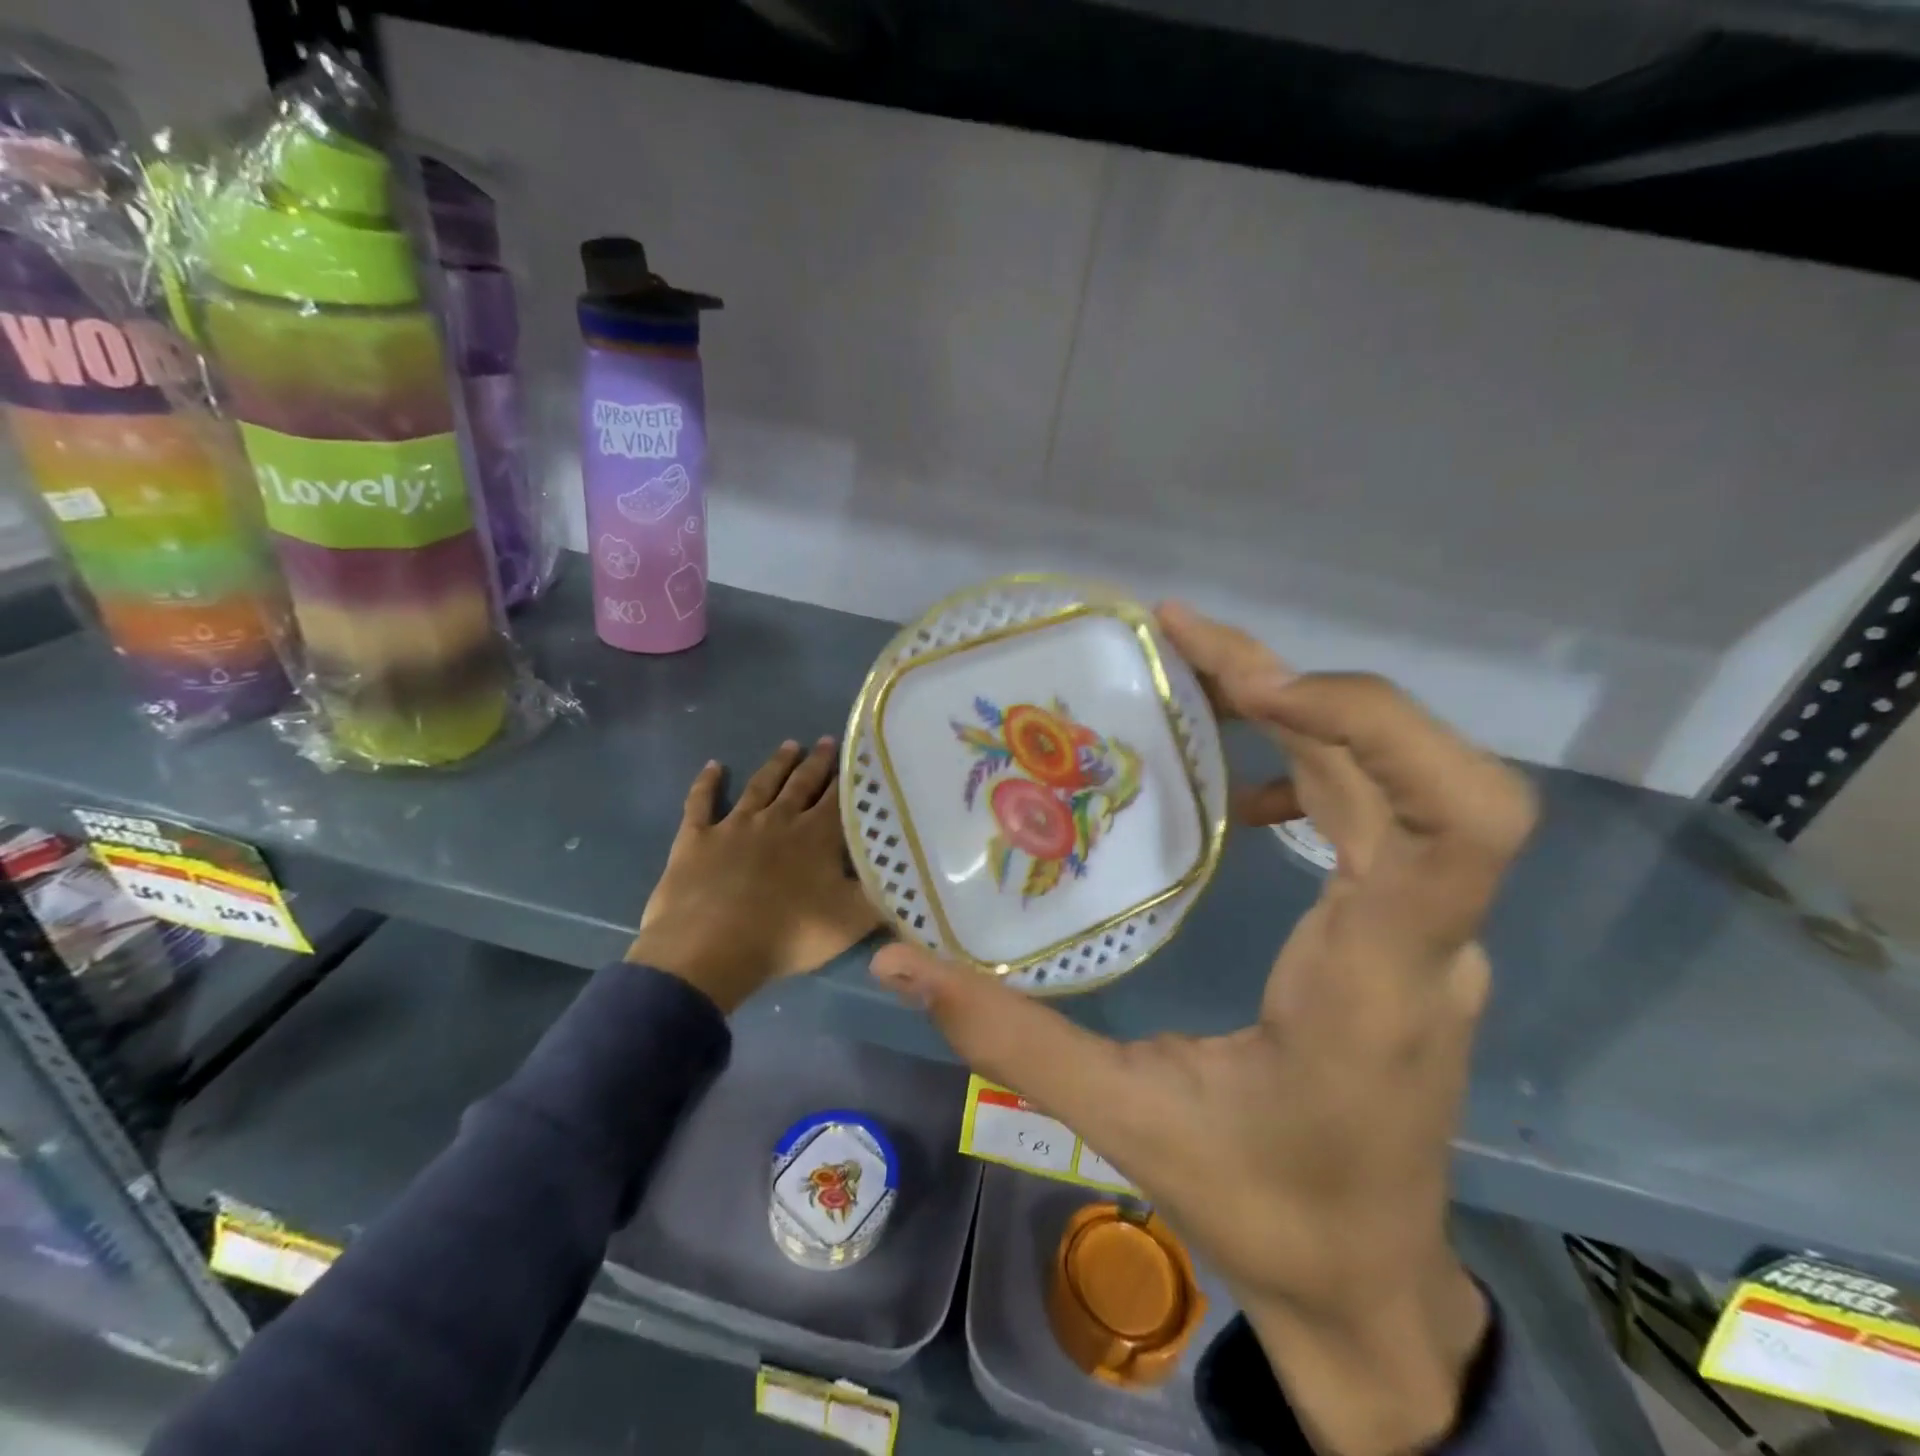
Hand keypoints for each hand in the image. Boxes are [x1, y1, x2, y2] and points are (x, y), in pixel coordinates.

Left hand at [631, 738, 880, 1013]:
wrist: (711, 948)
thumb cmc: (788, 935)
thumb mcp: (851, 921)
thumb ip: (881, 894)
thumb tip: (906, 874)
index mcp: (816, 836)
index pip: (839, 798)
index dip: (850, 777)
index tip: (859, 755)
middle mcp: (778, 819)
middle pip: (801, 784)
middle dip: (816, 762)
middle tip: (826, 741)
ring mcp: (735, 825)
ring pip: (760, 786)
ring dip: (776, 764)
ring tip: (789, 745)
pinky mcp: (697, 838)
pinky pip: (701, 802)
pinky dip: (706, 783)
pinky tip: (713, 766)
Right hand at [869, 605, 1535, 1455]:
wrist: (1371, 1287)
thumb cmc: (1264, 1210)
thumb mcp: (1123, 1122)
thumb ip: (1008, 1036)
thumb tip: (898, 964)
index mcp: (1374, 980)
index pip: (1454, 823)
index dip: (1371, 725)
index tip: (1257, 688)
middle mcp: (1426, 939)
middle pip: (1433, 773)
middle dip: (1318, 687)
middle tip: (1189, 641)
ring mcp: (1431, 933)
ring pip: (1402, 782)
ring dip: (1307, 711)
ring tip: (1199, 676)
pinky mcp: (1412, 932)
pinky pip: (1382, 815)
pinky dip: (1315, 765)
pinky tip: (1241, 789)